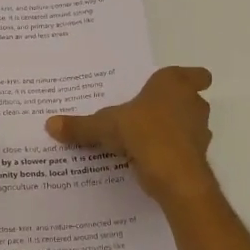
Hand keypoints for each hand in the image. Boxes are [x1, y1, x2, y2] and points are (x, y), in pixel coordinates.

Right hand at [47, 66, 215, 205]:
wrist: (174, 174)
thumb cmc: (142, 132)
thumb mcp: (104, 127)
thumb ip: (80, 126)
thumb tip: (49, 124)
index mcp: (173, 84)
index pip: (196, 74)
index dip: (189, 79)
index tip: (172, 89)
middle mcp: (192, 103)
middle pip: (191, 100)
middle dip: (173, 107)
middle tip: (147, 114)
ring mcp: (200, 131)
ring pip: (190, 125)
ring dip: (174, 131)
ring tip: (146, 139)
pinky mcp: (198, 156)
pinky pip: (185, 150)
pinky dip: (172, 153)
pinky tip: (151, 160)